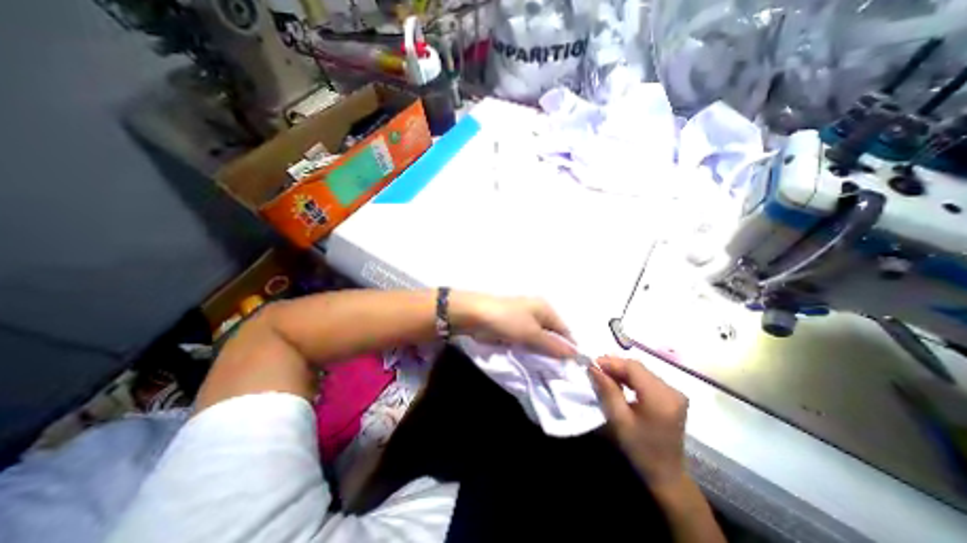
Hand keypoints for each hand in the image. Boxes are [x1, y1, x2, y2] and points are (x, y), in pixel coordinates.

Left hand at [451, 291, 575, 358]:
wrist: (475, 315)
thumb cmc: (507, 321)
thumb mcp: (532, 334)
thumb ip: (553, 345)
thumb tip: (576, 354)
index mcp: (545, 308)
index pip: (564, 330)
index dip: (568, 348)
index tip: (570, 368)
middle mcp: (537, 312)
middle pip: (551, 335)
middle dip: (553, 352)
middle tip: (556, 371)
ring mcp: (523, 319)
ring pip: (538, 339)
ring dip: (539, 352)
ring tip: (543, 369)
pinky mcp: (512, 327)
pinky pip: (525, 341)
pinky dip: (527, 350)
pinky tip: (529, 361)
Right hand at [589, 356, 687, 486]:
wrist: (667, 475)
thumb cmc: (640, 449)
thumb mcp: (619, 420)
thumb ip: (607, 390)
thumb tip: (593, 368)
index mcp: (660, 398)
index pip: (633, 368)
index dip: (611, 362)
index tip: (592, 364)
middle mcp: (671, 390)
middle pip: (638, 367)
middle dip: (615, 365)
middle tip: (596, 369)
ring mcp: (674, 392)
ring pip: (642, 371)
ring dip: (622, 371)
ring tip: (604, 375)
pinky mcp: (672, 396)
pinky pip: (647, 378)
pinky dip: (631, 378)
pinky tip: (619, 382)